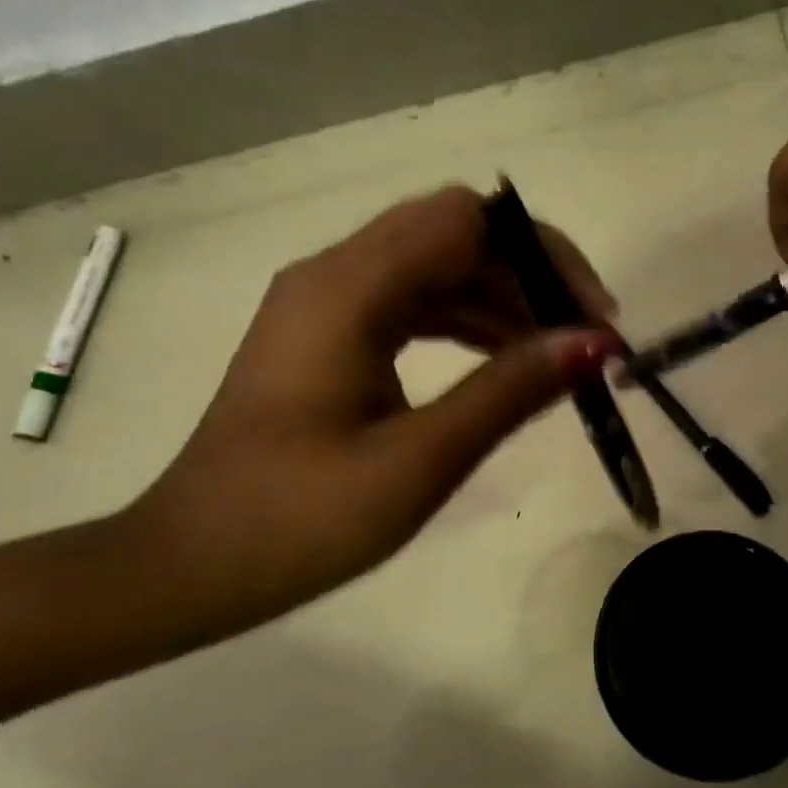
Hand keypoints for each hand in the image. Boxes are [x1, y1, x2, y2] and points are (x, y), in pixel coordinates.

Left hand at [131, 186, 618, 632]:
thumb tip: (595, 344)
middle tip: (586, 340)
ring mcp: (326, 304)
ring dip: (502, 301)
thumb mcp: (420, 460)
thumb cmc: (300, 521)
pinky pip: (412, 305)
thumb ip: (510, 392)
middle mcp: (334, 275)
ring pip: (436, 269)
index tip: (593, 316)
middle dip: (530, 276)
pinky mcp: (327, 336)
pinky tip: (503, 364)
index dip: (543, 253)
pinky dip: (465, 324)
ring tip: (556, 358)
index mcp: (347, 290)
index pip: (467, 221)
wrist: (191, 566)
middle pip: (454, 235)